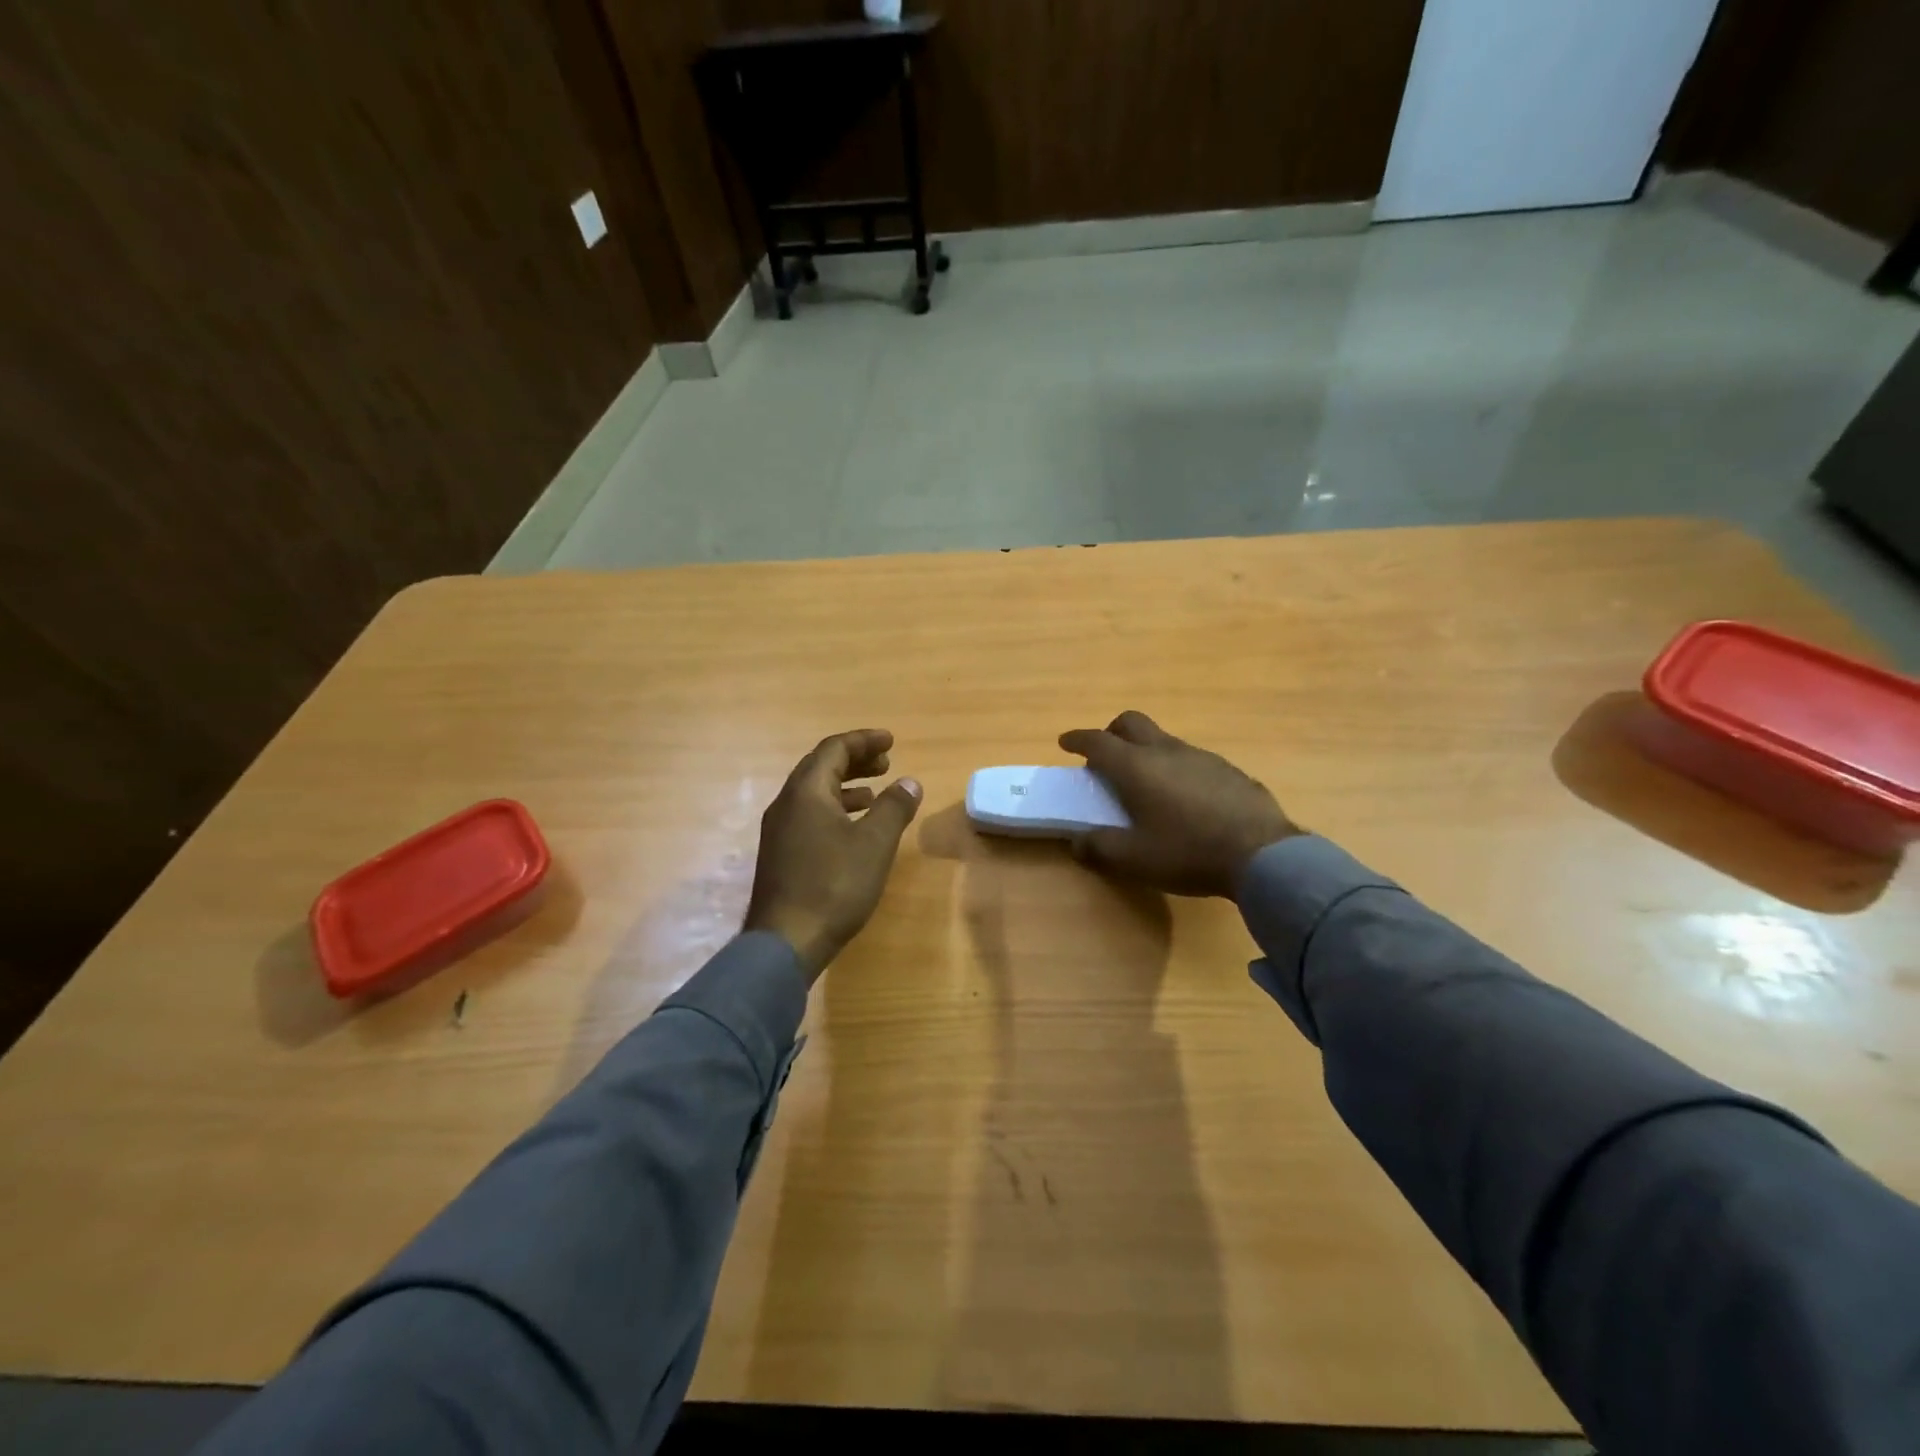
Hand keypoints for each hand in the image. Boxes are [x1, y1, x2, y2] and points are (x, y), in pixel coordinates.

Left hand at [743, 729, 922, 983]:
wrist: (786, 941)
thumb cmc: (834, 885)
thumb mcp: (874, 844)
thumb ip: (894, 808)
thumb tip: (909, 782)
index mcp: (806, 792)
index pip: (834, 749)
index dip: (864, 741)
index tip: (891, 741)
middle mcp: (787, 803)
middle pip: (821, 768)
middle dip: (855, 761)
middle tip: (886, 762)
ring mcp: (779, 830)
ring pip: (815, 793)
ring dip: (846, 786)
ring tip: (876, 793)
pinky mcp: (781, 853)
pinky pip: (810, 815)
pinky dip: (836, 810)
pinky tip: (854, 829)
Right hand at [1058, 711, 1299, 899]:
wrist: (1262, 854)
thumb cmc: (1188, 852)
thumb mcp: (1134, 859)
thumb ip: (1099, 848)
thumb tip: (1078, 841)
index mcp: (1137, 767)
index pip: (1098, 741)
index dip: (1077, 739)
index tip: (1065, 742)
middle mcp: (1166, 751)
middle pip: (1132, 722)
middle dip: (1111, 732)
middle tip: (1103, 755)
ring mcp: (1201, 757)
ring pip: (1163, 739)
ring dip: (1146, 751)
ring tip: (1145, 784)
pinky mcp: (1228, 770)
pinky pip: (1191, 759)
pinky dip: (1175, 768)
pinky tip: (1185, 799)